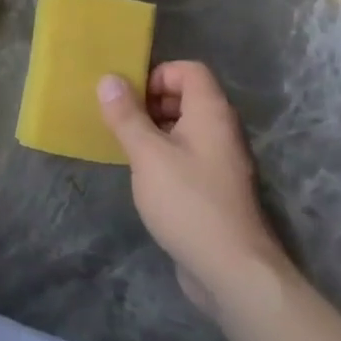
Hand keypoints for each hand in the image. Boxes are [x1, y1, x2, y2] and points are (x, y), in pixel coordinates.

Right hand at [97, 61, 289, 317]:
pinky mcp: (216, 188)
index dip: (158, 75)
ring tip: (127, 147)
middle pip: (188, 96)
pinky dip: (166, 154)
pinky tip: (145, 176)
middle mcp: (222, 130)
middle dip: (152, 102)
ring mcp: (222, 161)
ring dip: (156, 129)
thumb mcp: (147, 154)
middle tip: (123, 120)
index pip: (190, 70)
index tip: (130, 97)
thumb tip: (108, 78)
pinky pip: (189, 155)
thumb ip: (126, 115)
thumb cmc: (188, 201)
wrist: (232, 270)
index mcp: (211, 113)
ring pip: (186, 128)